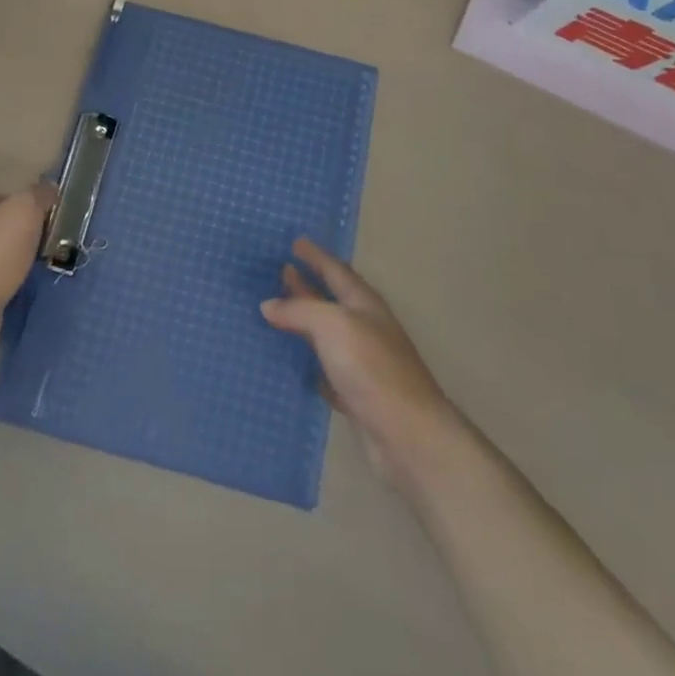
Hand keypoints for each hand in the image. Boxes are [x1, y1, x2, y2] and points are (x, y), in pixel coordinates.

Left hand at [0, 183, 57, 321]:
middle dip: (23, 234)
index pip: (8, 197)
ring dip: (15, 259)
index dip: (30, 206)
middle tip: (47, 245)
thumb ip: (39, 195)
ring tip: (38, 268)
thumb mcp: (26, 210)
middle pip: (2, 225)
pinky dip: (7, 280)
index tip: (49, 220)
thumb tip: (49, 187)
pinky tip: (21, 286)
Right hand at [262, 239, 461, 485]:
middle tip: (279, 270)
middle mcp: (364, 328)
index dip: (315, 255)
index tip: (295, 241)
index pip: (335, 270)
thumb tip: (268, 304)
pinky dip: (308, 361)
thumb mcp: (332, 325)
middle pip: (330, 299)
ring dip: (303, 322)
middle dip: (306, 284)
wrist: (406, 435)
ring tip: (274, 312)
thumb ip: (299, 309)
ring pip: (325, 334)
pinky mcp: (355, 394)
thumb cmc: (371, 367)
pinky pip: (325, 368)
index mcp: (363, 303)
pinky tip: (292, 360)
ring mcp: (361, 362)